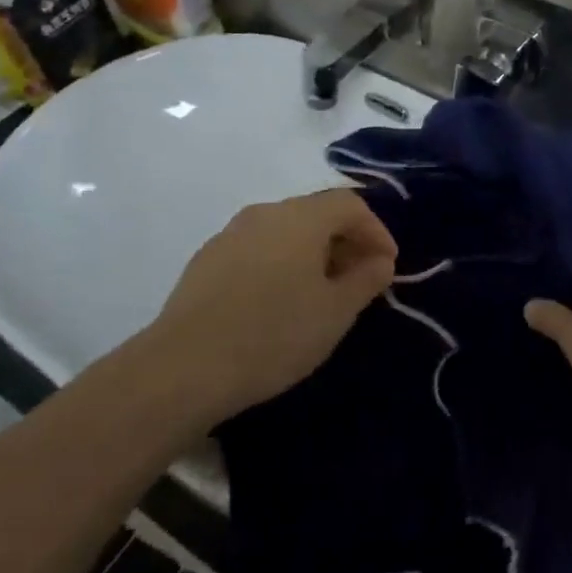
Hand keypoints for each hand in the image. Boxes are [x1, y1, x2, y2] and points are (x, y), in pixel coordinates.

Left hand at [148, 188, 396, 425]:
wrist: (183, 367)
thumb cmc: (273, 334)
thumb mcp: (335, 312)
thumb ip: (366, 279)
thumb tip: (379, 261)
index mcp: (301, 217)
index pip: (350, 205)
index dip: (377, 230)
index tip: (388, 266)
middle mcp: (265, 213)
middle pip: (316, 213)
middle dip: (346, 241)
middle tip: (360, 278)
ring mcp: (230, 234)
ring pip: (285, 231)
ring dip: (312, 253)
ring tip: (321, 292)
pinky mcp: (206, 260)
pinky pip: (258, 249)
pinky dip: (281, 263)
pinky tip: (279, 301)